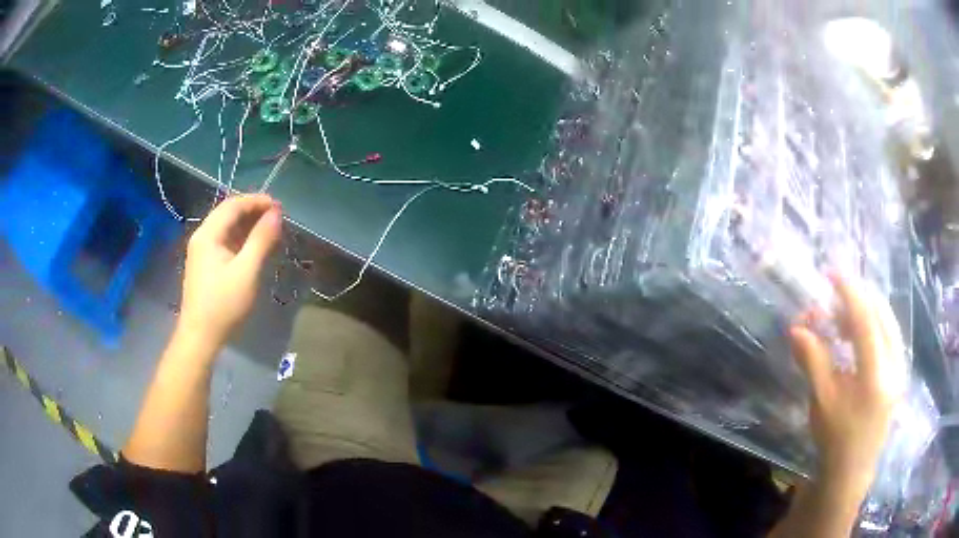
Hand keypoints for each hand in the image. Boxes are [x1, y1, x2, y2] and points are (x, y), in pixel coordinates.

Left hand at [178, 194, 281, 349]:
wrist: (200, 337)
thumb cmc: (223, 305)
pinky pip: (225, 241)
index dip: (257, 201)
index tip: (280, 206)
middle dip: (253, 211)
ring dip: (248, 224)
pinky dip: (241, 238)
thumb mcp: (246, 271)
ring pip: (227, 227)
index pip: (233, 205)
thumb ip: (261, 240)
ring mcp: (202, 251)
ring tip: (270, 230)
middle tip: (278, 217)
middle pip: (228, 213)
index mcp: (208, 234)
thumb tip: (276, 214)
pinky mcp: (205, 265)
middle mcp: (202, 237)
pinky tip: (254, 246)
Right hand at [789, 275, 906, 495]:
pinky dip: (873, 325)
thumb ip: (813, 361)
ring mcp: (900, 368)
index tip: (832, 274)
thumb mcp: (821, 402)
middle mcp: (894, 365)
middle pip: (881, 314)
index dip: (849, 293)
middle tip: (834, 298)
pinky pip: (890, 334)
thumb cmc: (834, 440)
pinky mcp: (899, 371)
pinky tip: (857, 336)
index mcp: (875, 376)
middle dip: (858, 299)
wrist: (852, 470)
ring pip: (888, 321)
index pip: (866, 320)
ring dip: (866, 312)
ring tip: (842, 320)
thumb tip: (796, 328)